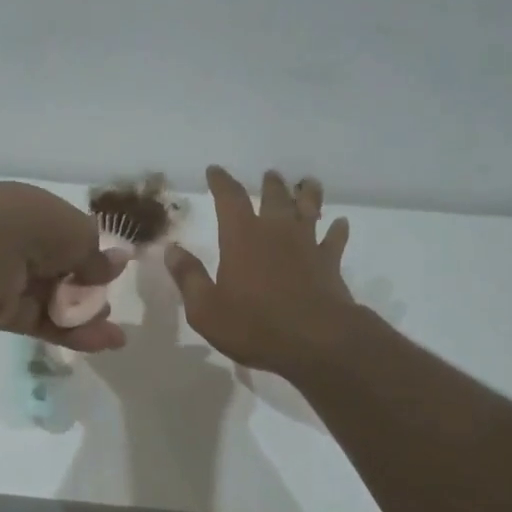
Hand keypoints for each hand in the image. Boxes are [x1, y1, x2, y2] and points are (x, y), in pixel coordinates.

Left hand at [0, 183, 127, 352]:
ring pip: (50, 300)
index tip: (111, 272)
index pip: (62, 234)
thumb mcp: (79, 233)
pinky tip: (99, 343)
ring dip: (83, 318)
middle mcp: (13, 241)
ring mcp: (3, 277)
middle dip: (87, 292)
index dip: (88, 254)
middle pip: (58, 272)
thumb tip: (118, 263)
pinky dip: (68, 333)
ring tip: (112, 337)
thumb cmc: (35, 227)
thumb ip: (96, 255)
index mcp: (28, 210)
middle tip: (108, 307)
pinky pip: (38, 321)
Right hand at [166, 167, 356, 376]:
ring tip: (307, 183)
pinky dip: (337, 230)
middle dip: (270, 184)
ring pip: (309, 209)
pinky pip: (334, 239)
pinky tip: (340, 223)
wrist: (315, 341)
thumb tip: (171, 249)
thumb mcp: (205, 308)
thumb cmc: (253, 325)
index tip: (215, 170)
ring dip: (307, 195)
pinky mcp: (330, 263)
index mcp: (241, 237)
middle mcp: (276, 232)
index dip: (221, 182)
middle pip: (274, 197)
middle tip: (270, 175)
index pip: (229, 198)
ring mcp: (307, 245)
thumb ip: (189, 276)